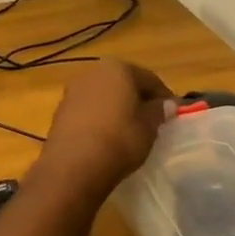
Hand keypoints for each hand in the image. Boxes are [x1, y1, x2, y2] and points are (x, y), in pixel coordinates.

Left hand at [31, 58, 174, 201]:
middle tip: (152, 120)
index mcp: (118, 68)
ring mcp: (73, 91)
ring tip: (130, 130)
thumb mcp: (148, 127)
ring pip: (104, 96)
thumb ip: (158, 111)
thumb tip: (167, 104)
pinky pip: (89, 110)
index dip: (164, 96)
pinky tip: (108, 137)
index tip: (174, 113)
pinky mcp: (60, 111)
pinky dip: (100, 119)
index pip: (149, 79)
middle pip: (124, 83)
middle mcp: (93, 72)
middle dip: (138, 99)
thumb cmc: (119, 140)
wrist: (72, 167)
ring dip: (117, 108)